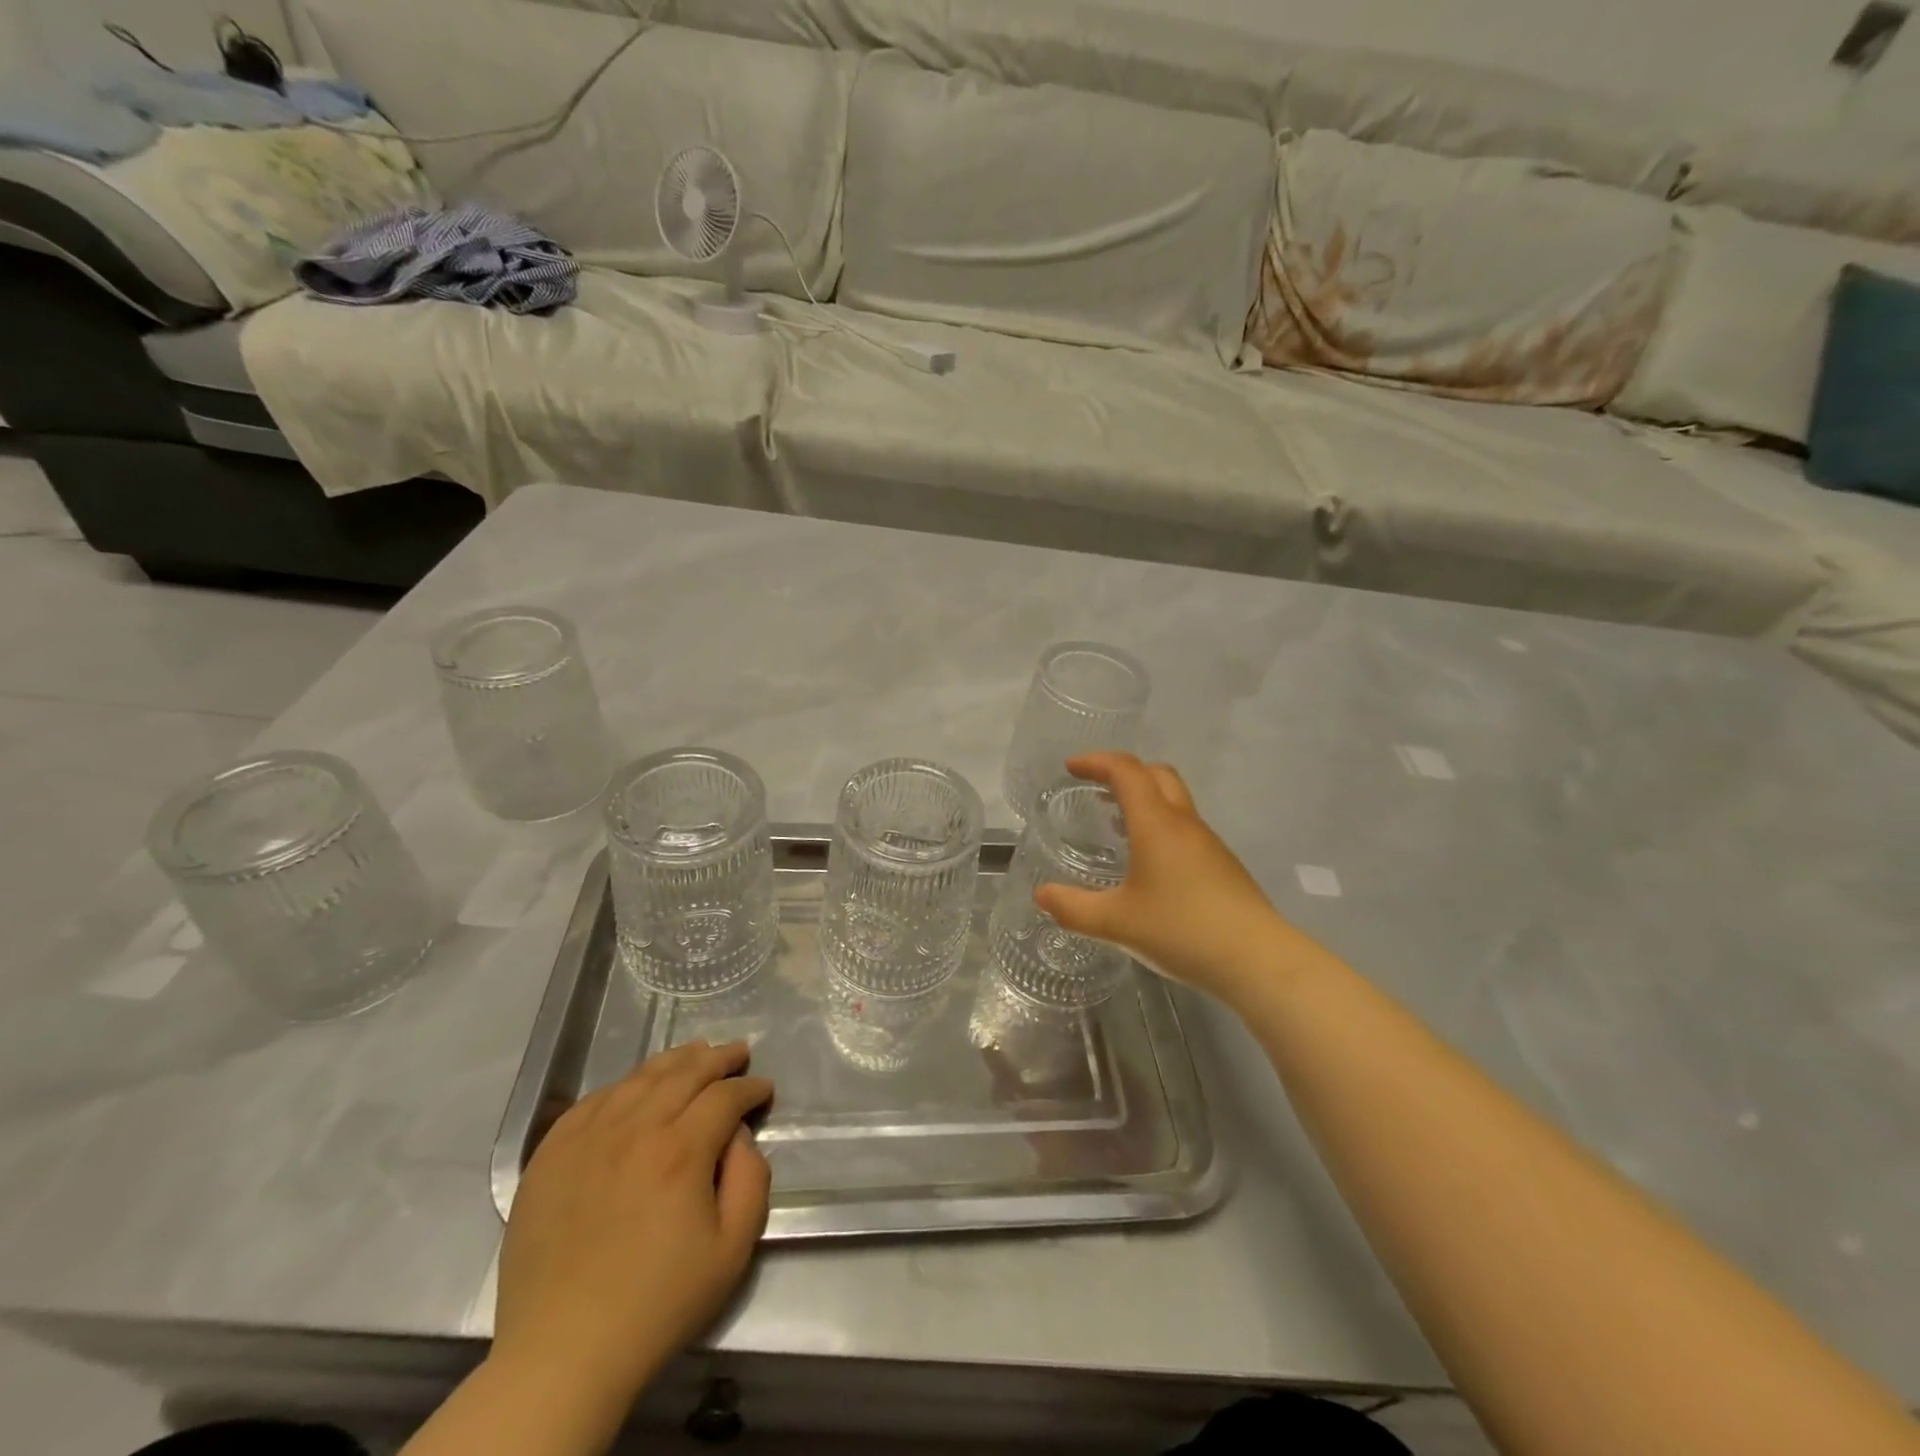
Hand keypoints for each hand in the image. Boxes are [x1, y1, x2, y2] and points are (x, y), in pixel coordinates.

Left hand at [491, 1040, 773, 1411]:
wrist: (563, 1352)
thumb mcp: (733, 1249)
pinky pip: (595, 1099)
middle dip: (719, 1058)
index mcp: (681, 1150)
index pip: (725, 1095)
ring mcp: (588, 1137)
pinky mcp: (551, 1153)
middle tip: (738, 1052)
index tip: (764, 1089)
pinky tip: (637, 1089)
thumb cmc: (658, 1303)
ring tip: (695, 1055)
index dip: (750, 1086)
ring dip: (675, 1062)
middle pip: (685, 1072)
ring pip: (640, 1077)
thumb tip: (739, 1135)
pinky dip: (625, 1085)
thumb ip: (752, 1178)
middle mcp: (635, 1128)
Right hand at [1035, 753, 1309, 1006]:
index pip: (1126, 771)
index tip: (1072, 768)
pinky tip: (1149, 864)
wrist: (1258, 960)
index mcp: (1156, 824)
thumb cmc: (1182, 930)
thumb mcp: (1116, 924)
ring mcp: (1208, 843)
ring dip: (1144, 800)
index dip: (1097, 762)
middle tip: (1097, 789)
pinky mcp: (1223, 866)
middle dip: (1124, 773)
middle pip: (1157, 775)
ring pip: (1174, 802)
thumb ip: (1073, 909)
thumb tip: (1041, 896)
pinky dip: (1160, 826)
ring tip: (1116, 825)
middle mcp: (1184, 824)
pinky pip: (1185, 829)